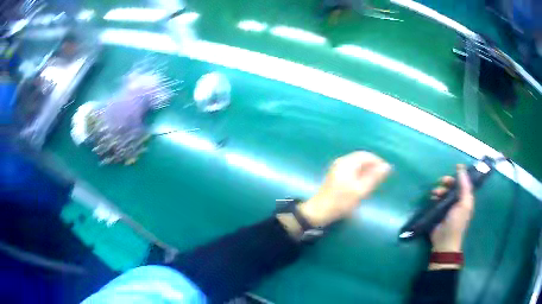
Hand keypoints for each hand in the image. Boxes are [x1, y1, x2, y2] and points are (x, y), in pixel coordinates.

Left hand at [298, 151, 390, 226]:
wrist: (319, 211)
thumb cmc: (341, 201)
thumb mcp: (360, 190)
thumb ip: (374, 177)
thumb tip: (387, 166)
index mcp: (347, 163)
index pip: (366, 155)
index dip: (378, 161)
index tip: (387, 171)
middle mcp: (341, 161)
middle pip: (361, 158)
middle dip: (372, 165)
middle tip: (381, 177)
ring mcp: (337, 168)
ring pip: (356, 164)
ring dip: (367, 170)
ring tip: (374, 181)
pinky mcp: (336, 175)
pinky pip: (352, 169)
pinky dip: (360, 173)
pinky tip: (363, 183)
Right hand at [430, 164, 474, 252]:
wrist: (444, 242)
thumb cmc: (456, 223)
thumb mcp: (464, 204)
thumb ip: (464, 187)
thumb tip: (461, 168)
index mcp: (465, 199)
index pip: (463, 183)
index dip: (460, 175)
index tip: (454, 168)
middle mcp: (457, 201)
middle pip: (453, 187)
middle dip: (447, 182)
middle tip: (441, 181)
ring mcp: (447, 207)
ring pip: (444, 193)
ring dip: (439, 190)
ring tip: (435, 193)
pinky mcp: (437, 212)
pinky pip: (436, 200)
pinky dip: (434, 197)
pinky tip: (432, 198)